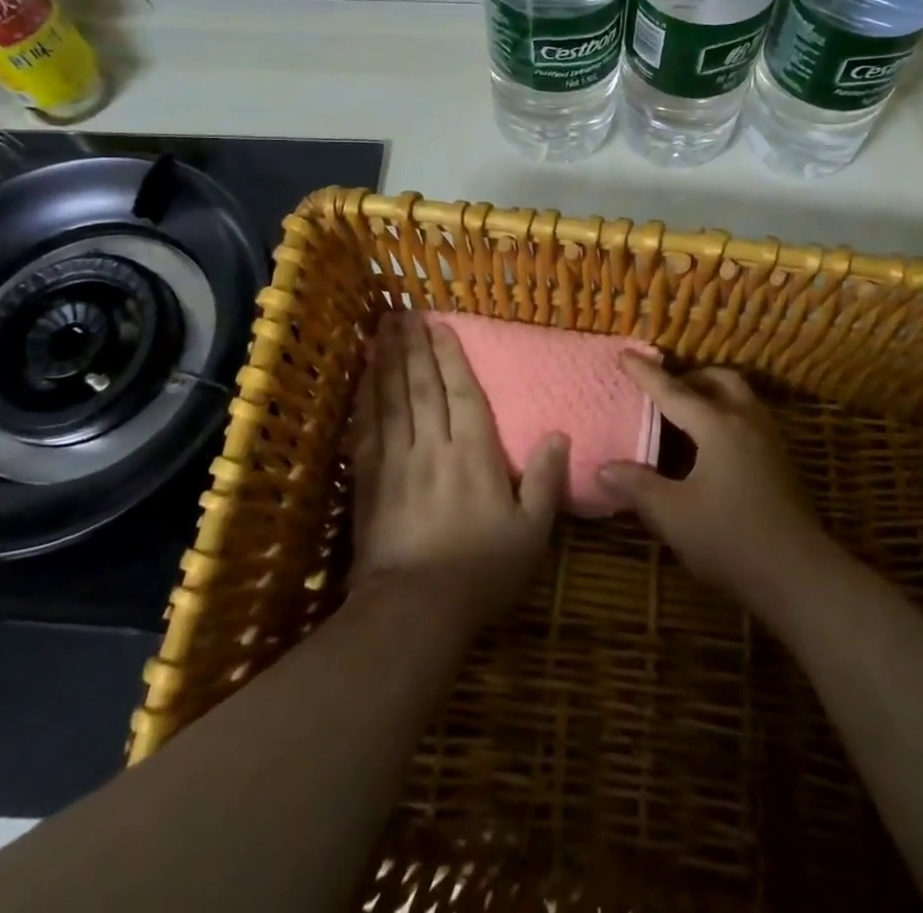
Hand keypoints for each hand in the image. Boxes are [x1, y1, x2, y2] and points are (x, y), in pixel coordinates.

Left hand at [349, 312, 569, 625]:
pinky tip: (363, 379)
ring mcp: (396, 460)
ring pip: (392, 398)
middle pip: (422, 386)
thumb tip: (559, 433)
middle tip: (403, 313)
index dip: (451, 357)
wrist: (414, 608)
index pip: (463, 393)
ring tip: (383, 330)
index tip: (440, 325)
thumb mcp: (531, 531)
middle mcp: (433, 445)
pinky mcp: (368, 480)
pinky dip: (365, 398)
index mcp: (474, 453)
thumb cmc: (481, 571)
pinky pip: (366, 428)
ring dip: (388, 361)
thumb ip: (546, 480)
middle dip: (414, 346)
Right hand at [598, 357, 834, 619]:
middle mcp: (747, 422)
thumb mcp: (673, 515)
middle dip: (689, 377)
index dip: (647, 374)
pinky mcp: (781, 463)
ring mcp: (770, 441)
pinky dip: (726, 416)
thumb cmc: (731, 539)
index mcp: (718, 426)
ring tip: (685, 415)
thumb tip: (604, 468)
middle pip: (719, 380)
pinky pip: (749, 419)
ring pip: (740, 398)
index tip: (626, 354)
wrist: (801, 577)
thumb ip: (637, 487)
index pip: (674, 392)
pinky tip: (711, 448)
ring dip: (712, 395)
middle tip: (663, 391)